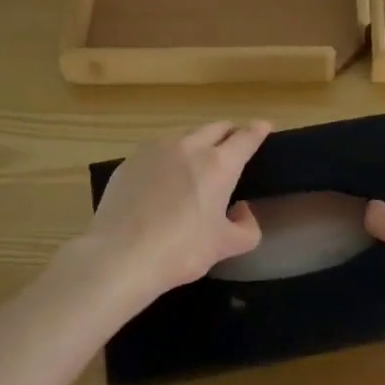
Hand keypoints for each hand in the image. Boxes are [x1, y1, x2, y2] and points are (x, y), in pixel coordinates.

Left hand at [75, 120, 272, 303]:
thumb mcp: (225, 246)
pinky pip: (157, 150)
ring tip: (197, 163)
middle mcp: (188, 146)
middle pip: (216, 127)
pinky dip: (169, 157)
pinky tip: (164, 180)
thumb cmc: (180, 251)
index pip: (246, 137)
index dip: (258, 130)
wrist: (119, 256)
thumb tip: (241, 211)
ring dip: (198, 142)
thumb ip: (246, 227)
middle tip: (234, 146)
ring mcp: (155, 150)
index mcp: (218, 164)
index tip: (264, 127)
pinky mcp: (130, 161)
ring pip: (185, 135)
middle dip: (229, 132)